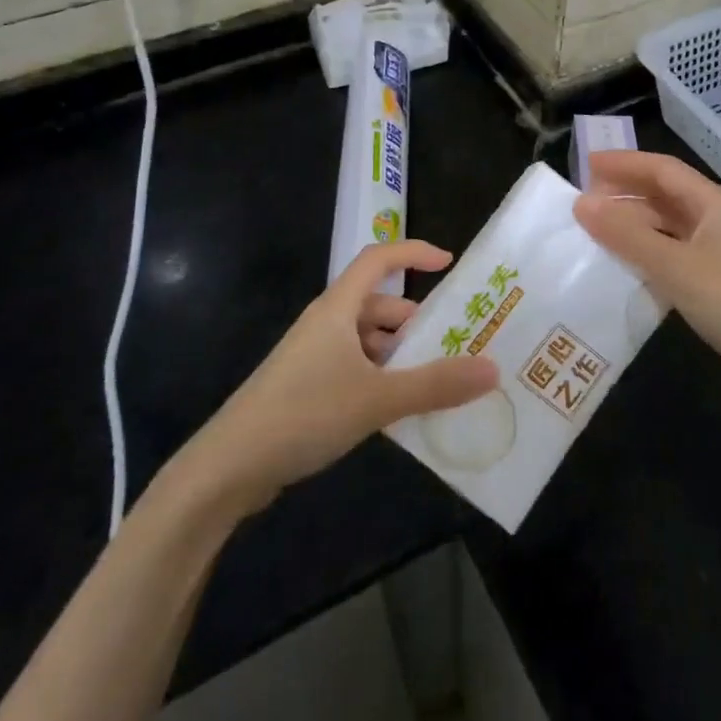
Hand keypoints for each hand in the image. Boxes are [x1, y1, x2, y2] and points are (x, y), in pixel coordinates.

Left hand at [183, 240, 498, 512]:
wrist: (228, 468)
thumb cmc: (304, 414)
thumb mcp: (377, 399)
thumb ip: (435, 384)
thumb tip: (492, 368)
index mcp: (337, 309)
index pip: (378, 260)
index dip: (414, 253)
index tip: (450, 264)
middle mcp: (326, 325)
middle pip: (378, 305)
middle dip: (416, 320)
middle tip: (456, 342)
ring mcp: (313, 358)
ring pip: (367, 341)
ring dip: (400, 354)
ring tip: (436, 381)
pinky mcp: (306, 388)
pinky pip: (355, 369)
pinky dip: (381, 378)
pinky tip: (399, 409)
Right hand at [573, 151, 720, 418]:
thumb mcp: (674, 266)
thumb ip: (626, 235)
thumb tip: (581, 204)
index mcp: (714, 204)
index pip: (662, 169)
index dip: (624, 163)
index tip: (585, 165)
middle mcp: (718, 220)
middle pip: (665, 194)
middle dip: (625, 192)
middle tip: (583, 199)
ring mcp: (720, 252)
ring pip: (668, 226)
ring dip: (633, 224)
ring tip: (594, 230)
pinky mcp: (718, 282)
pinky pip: (673, 253)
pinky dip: (646, 252)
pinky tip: (623, 265)